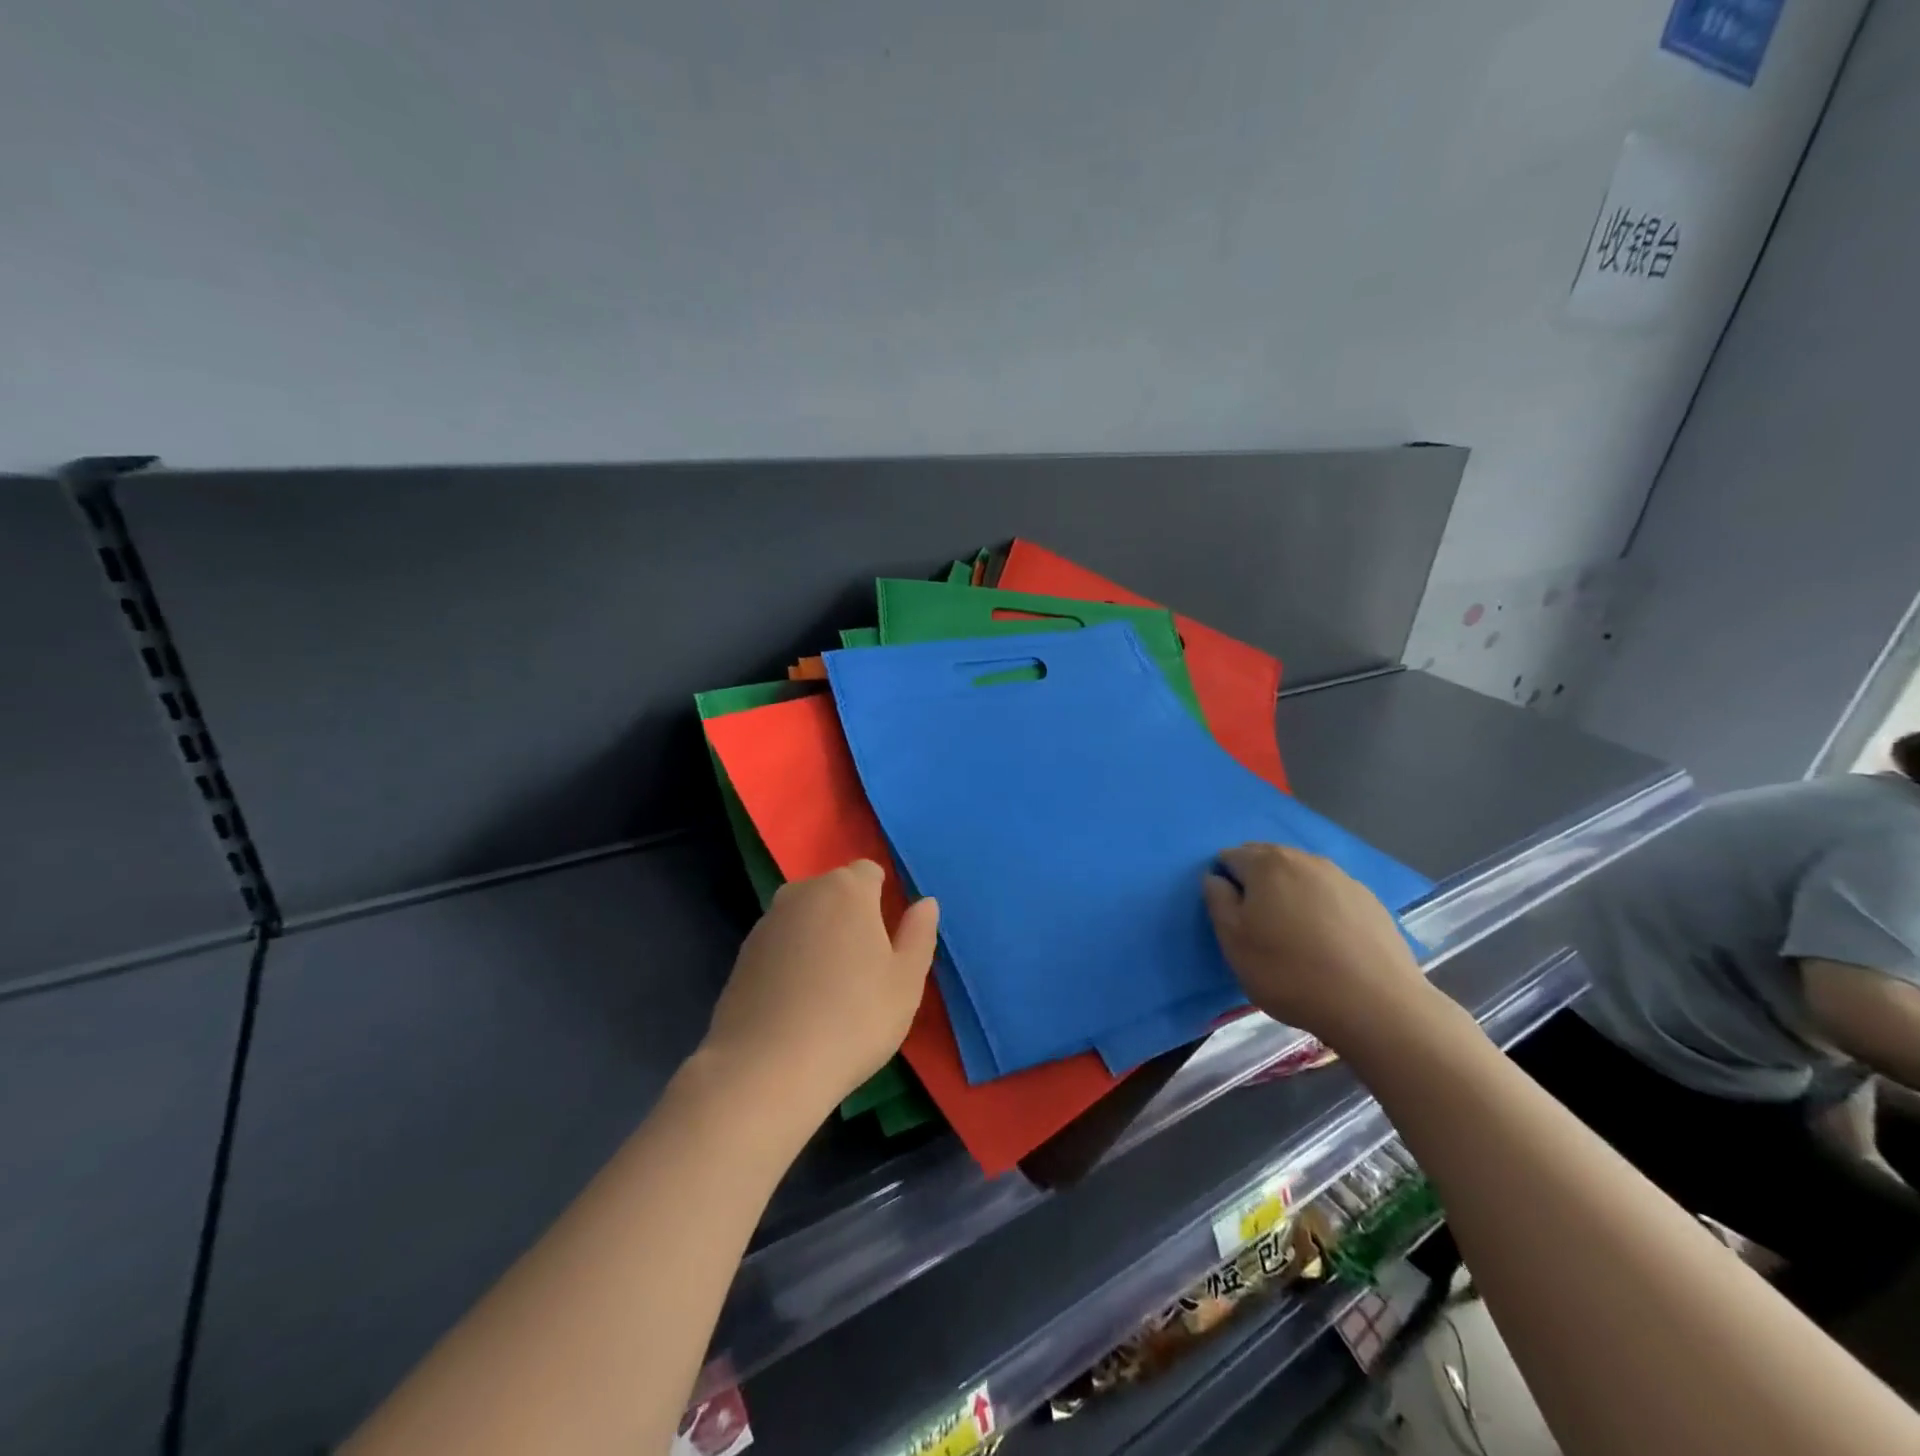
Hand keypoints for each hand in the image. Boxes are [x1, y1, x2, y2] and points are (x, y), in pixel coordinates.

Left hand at [704, 861, 939, 1109]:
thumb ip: (919, 934)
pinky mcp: (743, 953)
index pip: (870, 872)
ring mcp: (767, 922)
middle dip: (851, 914)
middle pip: (835, 890)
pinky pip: (781, 943)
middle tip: (865, 966)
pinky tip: (798, 1001)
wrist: (766, 1069)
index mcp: (847, 889)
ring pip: (806, 916)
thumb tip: (925, 903)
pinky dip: (792, 958)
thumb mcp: (905, 982)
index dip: (882, 898)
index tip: (889, 938)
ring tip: (830, 987)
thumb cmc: (853, 1019)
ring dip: (820, 936)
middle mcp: (803, 892)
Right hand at [1203, 843, 1426, 1048]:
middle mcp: (1304, 859)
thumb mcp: (1233, 942)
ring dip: (1289, 895)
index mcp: (1266, 864)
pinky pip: (1330, 895)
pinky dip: (1320, 909)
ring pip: (1301, 876)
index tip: (1231, 917)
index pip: (1230, 857)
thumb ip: (1217, 901)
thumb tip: (1216, 878)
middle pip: (1267, 860)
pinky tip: (1326, 943)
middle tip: (1258, 927)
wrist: (1376, 1006)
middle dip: (1256, 884)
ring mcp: (1342, 878)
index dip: (1224, 883)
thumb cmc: (1289, 973)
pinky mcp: (1370, 901)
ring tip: (1293, 936)